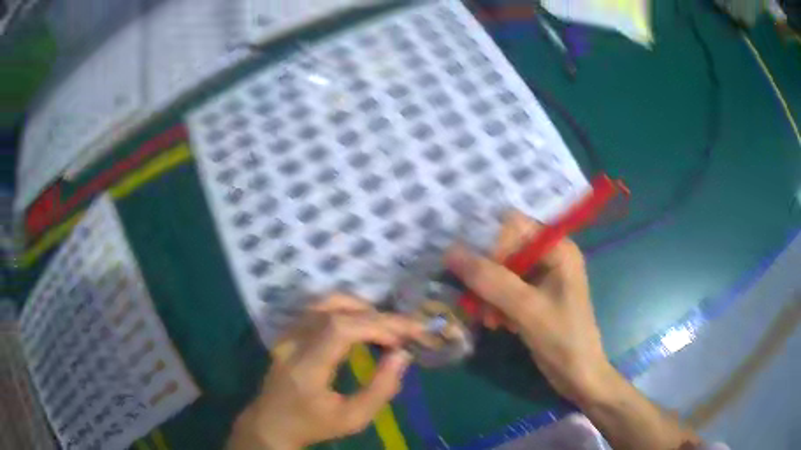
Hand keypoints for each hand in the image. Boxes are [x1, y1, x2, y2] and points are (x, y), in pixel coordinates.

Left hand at [228, 295, 423, 449]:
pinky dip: (345, 309)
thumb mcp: (353, 419)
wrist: (272, 423)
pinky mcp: (287, 331)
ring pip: (325, 302)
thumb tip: (402, 354)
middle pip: (335, 312)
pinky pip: (318, 308)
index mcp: (305, 368)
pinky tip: (361, 322)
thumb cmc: (314, 425)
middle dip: (377, 318)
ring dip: (361, 308)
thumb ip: (381, 388)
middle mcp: (292, 343)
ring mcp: (287, 333)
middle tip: (405, 330)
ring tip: (385, 326)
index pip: (339, 329)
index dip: (375, 326)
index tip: (402, 340)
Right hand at [445, 211, 613, 406]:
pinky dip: (495, 304)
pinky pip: (505, 289)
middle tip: (474, 299)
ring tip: (487, 318)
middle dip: (486, 274)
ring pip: (501, 271)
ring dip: (488, 293)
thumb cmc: (562, 338)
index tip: (471, 272)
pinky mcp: (534, 296)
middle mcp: (549, 256)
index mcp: (557, 248)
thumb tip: (450, 252)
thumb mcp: (526, 308)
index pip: (513, 226)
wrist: (578, 375)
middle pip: (505, 248)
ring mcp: (542, 277)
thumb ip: (489, 279)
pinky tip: (496, 324)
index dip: (489, 243)